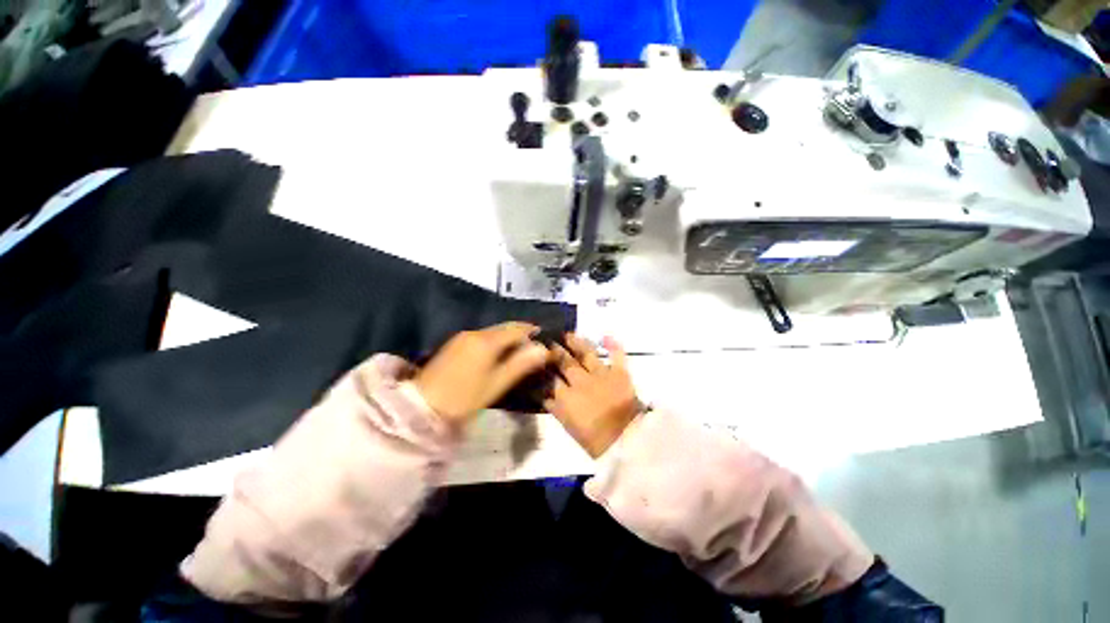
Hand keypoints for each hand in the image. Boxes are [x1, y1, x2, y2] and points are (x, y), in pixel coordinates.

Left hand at [415, 323, 551, 424]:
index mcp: (487, 341)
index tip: (547, 340)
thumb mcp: (496, 384)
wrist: (422, 407)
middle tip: (537, 346)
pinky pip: (482, 337)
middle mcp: (475, 333)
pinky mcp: (455, 344)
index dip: (534, 333)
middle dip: (522, 333)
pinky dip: (496, 342)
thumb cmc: (464, 398)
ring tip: (522, 352)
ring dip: (509, 337)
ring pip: (494, 332)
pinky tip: (500, 354)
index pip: (518, 329)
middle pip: (505, 327)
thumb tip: (544, 349)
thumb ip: (521, 364)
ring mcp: (463, 337)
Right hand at [545, 334, 641, 457]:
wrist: (626, 442)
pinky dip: (613, 345)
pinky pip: (617, 355)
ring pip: (587, 353)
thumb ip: (555, 408)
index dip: (542, 367)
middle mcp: (582, 381)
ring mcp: (602, 374)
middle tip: (548, 341)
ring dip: (577, 342)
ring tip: (568, 334)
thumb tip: (542, 394)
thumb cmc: (595, 440)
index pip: (550, 378)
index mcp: (567, 396)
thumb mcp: (568, 426)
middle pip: (565, 361)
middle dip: (555, 351)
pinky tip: (606, 336)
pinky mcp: (620, 374)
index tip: (536, 357)